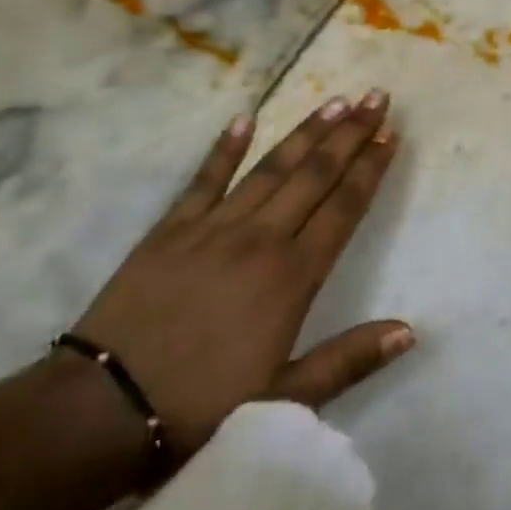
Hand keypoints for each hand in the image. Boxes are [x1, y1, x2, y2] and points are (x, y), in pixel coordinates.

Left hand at [72, 92, 413, 458]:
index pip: (344, 208)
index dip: (371, 168)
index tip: (391, 134)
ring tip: (336, 100)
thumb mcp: (284, 399)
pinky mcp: (171, 230)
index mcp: (293, 276)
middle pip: (315, 175)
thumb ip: (349, 360)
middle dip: (350, 133)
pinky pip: (205, 179)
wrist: (100, 412)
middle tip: (377, 97)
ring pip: (271, 168)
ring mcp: (213, 228)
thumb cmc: (200, 408)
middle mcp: (261, 239)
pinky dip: (226, 148)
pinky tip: (245, 118)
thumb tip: (410, 332)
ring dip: (306, 132)